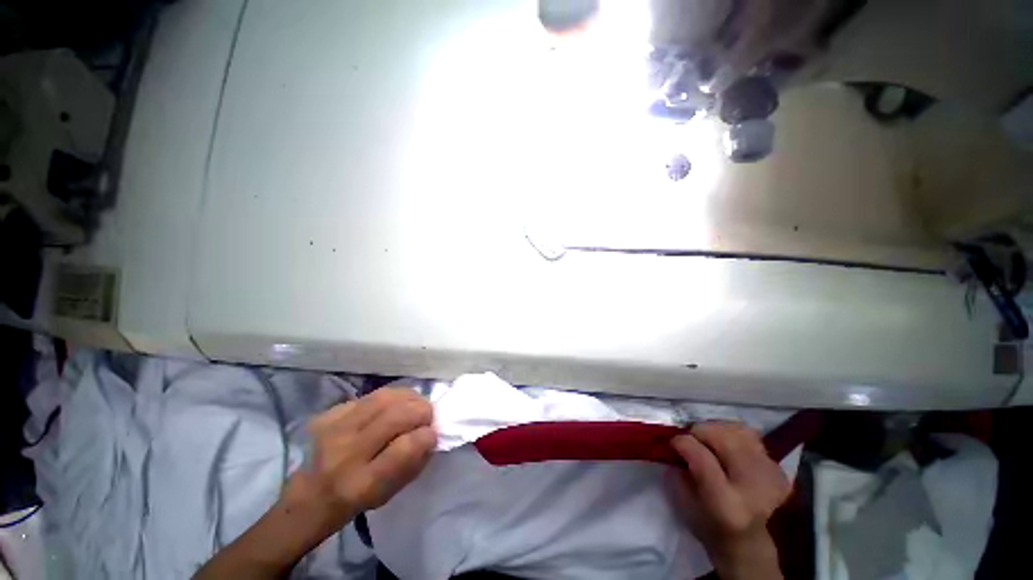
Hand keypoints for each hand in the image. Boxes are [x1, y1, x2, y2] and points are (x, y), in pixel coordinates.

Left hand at [285, 388, 436, 528]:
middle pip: (396, 416)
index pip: (404, 449)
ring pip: (384, 398)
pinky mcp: (327, 414)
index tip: (433, 434)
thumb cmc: (354, 500)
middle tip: (428, 415)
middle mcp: (345, 454)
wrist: (306, 497)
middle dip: (422, 410)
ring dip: (409, 397)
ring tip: (415, 404)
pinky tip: (392, 405)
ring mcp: (333, 430)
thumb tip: (432, 433)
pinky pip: (369, 396)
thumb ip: (413, 463)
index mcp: (362, 484)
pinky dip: (389, 397)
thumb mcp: (388, 494)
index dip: (426, 436)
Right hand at [671, 422, 790, 579]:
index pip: (701, 457)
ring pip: (738, 432)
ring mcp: (771, 477)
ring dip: (717, 430)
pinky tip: (726, 446)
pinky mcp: (779, 470)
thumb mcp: (684, 505)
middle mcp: (753, 488)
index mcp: (726, 504)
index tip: (672, 441)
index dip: (682, 442)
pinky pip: (752, 437)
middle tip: (690, 438)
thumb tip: (674, 444)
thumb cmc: (709, 527)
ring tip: (708, 439)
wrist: (750, 542)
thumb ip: (677, 472)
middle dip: (700, 431)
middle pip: (723, 438)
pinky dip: (733, 434)